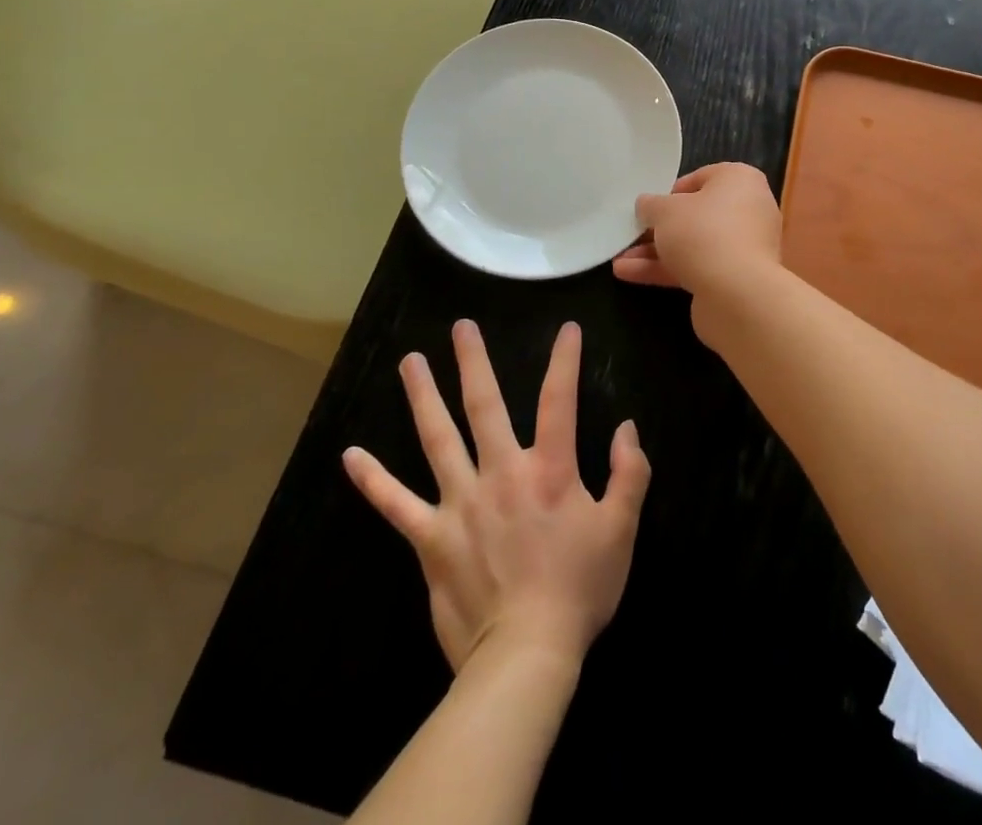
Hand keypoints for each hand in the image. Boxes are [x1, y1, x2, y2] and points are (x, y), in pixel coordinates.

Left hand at [342, 320, 649, 672]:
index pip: (559, 400)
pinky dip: (373, 480)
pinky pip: (396, 504)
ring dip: (423, 397)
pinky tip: (351, 456)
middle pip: (485, 406)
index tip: (566, 329)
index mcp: (549, 470)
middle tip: (460, 327)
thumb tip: (627, 427)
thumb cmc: (578, 588)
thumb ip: (630, 473)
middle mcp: (501, 474)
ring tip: (409, 362)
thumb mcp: (621, 529)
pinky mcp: (431, 537)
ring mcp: (460, 503)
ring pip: (437, 439)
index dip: (565, 360)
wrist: (526, 654)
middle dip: (474, 362)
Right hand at [612, 162, 783, 297]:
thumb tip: (647, 205)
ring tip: (619, 258)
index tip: (650, 205)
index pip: (702, 177)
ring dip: (656, 252)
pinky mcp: (735, 278)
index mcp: (741, 180)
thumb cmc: (702, 232)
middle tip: (632, 232)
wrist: (736, 293)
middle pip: (697, 214)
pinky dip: (665, 270)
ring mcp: (744, 247)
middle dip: (660, 227)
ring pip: (694, 244)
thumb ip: (651, 205)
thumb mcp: (665, 210)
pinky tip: (628, 274)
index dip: (672, 191)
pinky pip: (697, 267)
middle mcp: (748, 210)